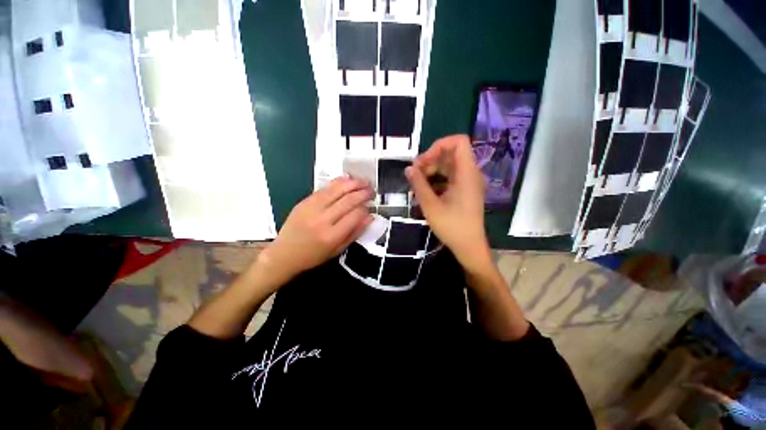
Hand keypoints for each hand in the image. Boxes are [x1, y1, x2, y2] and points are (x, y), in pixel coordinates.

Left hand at [259, 177, 372, 286]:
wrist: (284, 254)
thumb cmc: (314, 255)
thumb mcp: (338, 250)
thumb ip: (355, 232)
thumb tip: (370, 217)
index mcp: (332, 236)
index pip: (355, 215)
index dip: (366, 208)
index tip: (370, 205)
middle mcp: (322, 220)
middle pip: (347, 201)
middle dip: (363, 193)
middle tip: (372, 189)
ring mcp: (311, 208)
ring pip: (336, 190)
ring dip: (352, 183)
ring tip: (363, 181)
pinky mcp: (304, 202)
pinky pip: (324, 189)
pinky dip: (337, 182)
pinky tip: (347, 179)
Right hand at [406, 135, 491, 271]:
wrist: (469, 246)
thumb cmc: (452, 226)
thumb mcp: (431, 205)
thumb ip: (419, 184)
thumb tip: (408, 168)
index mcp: (466, 173)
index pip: (458, 141)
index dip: (439, 145)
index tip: (423, 161)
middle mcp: (470, 174)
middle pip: (451, 153)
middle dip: (431, 160)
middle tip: (415, 174)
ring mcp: (468, 182)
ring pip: (449, 165)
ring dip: (432, 170)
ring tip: (418, 183)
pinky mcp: (465, 191)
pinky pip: (451, 177)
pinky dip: (437, 179)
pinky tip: (426, 191)